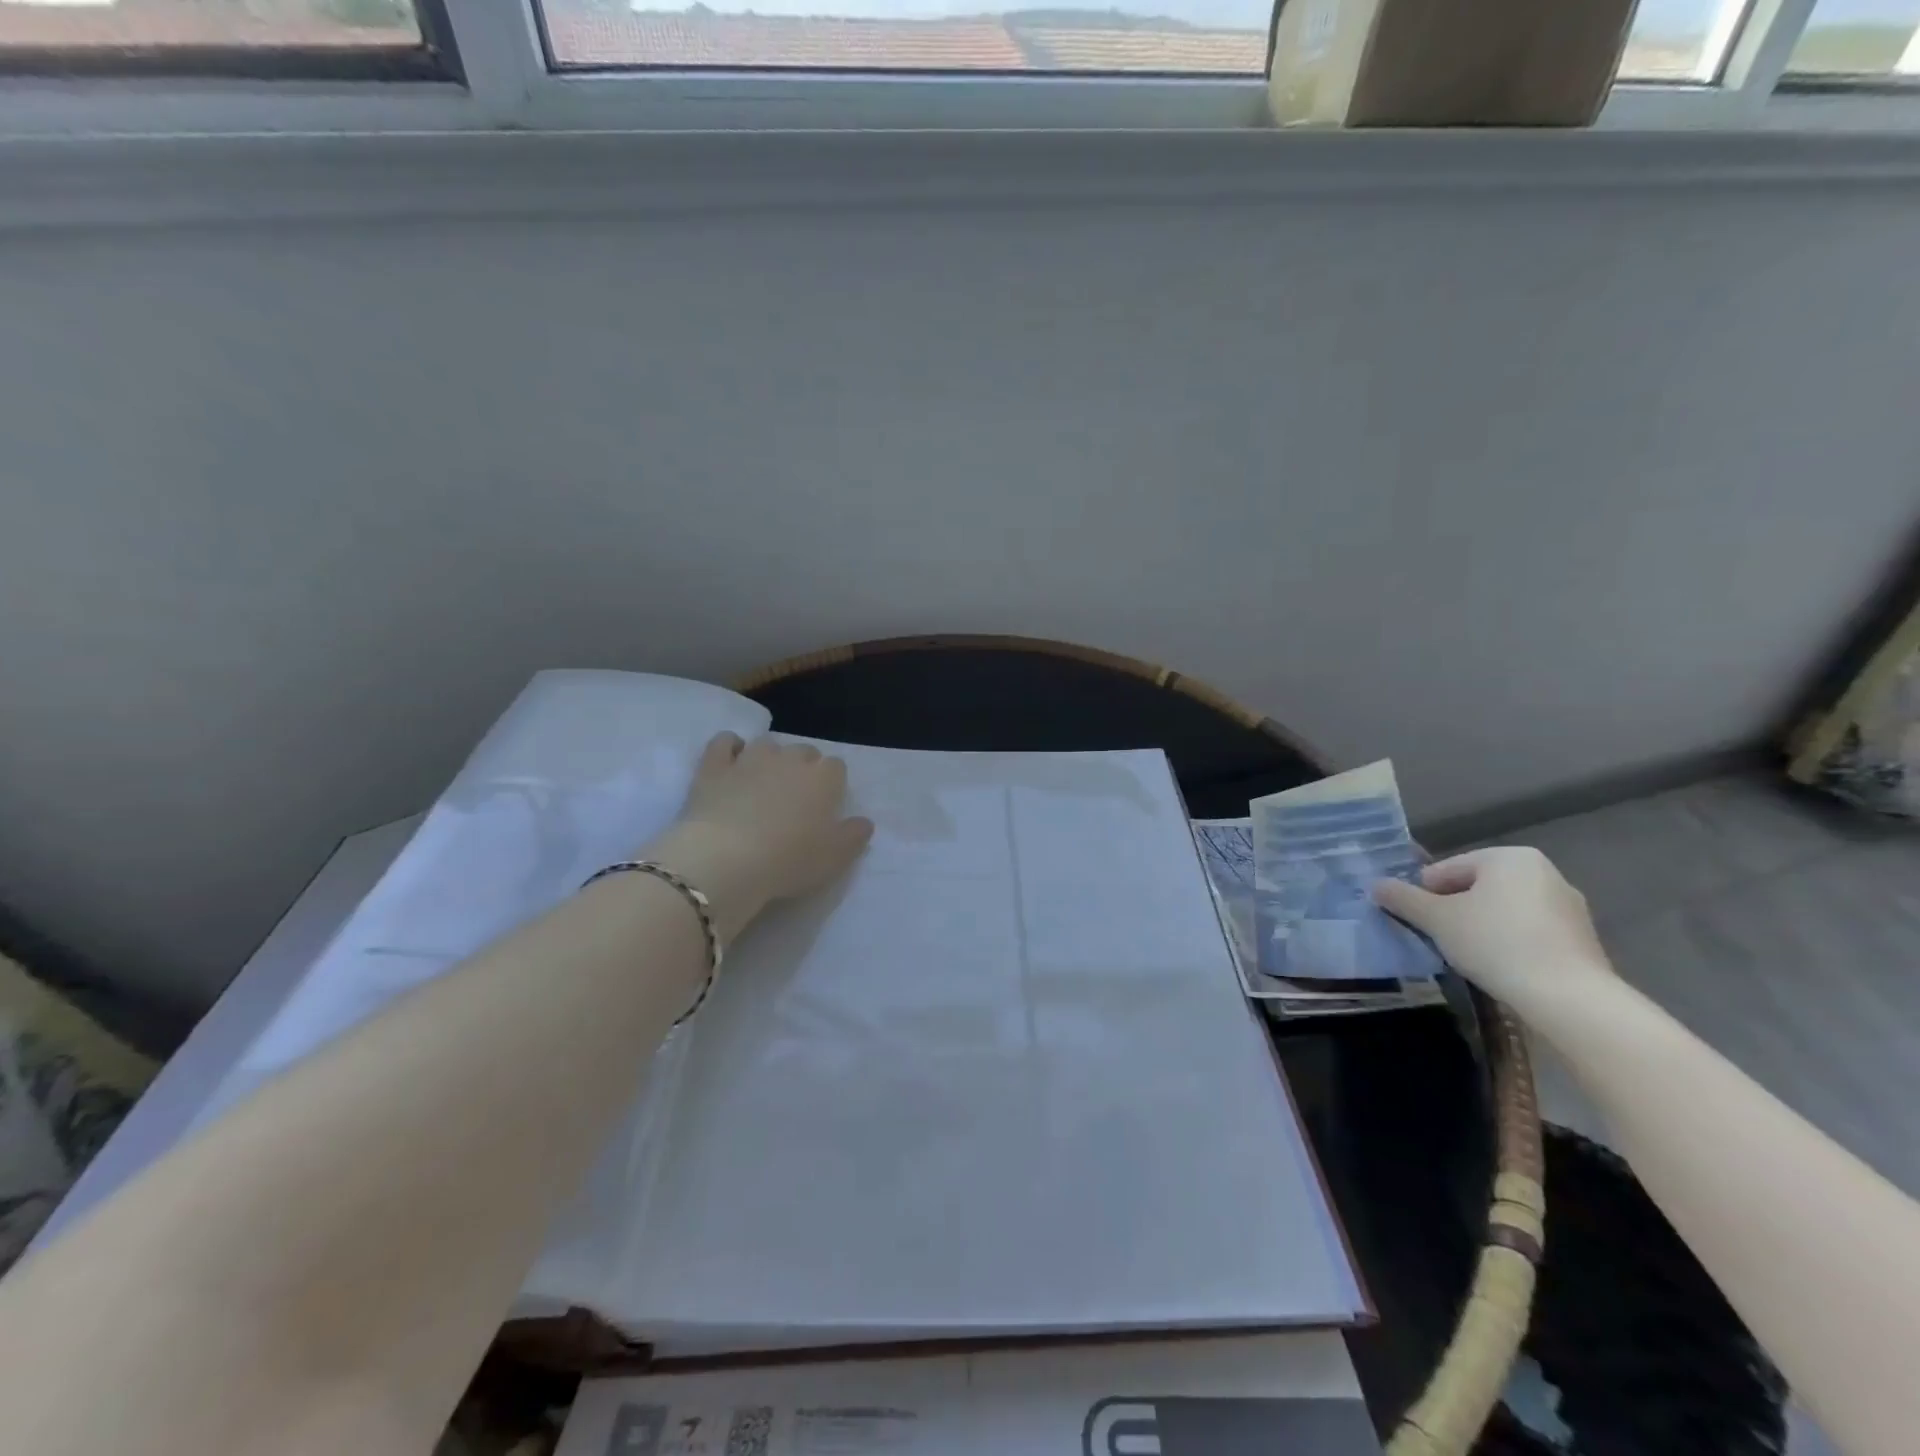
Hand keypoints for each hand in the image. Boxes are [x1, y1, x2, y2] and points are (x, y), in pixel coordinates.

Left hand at [646, 734, 873, 940]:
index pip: (836, 767)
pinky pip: (725, 741)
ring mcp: (750, 758)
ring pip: (767, 744)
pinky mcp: (715, 766)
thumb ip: (855, 836)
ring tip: (764, 783)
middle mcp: (789, 759)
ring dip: (770, 758)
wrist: (726, 859)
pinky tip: (731, 762)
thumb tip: (864, 822)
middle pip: (804, 751)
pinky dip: (730, 747)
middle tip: (795, 799)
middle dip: (803, 768)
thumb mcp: (835, 858)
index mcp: (823, 778)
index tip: (825, 806)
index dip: (832, 784)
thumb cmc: (788, 860)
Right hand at [1373, 846, 1613, 1010]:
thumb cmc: (1495, 943)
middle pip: (1477, 887)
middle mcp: (1544, 872)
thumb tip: (1375, 885)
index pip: (1448, 869)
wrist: (1568, 997)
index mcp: (1509, 857)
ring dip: (1481, 926)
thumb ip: (1403, 898)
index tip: (1418, 921)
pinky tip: (1500, 965)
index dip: (1425, 894)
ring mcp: (1568, 906)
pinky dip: (1509, 942)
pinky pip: (1529, 931)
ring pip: (1503, 910)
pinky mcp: (1582, 938)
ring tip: (1467, 955)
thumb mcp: (1436, 919)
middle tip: (1438, 937)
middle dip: (1455, 909)